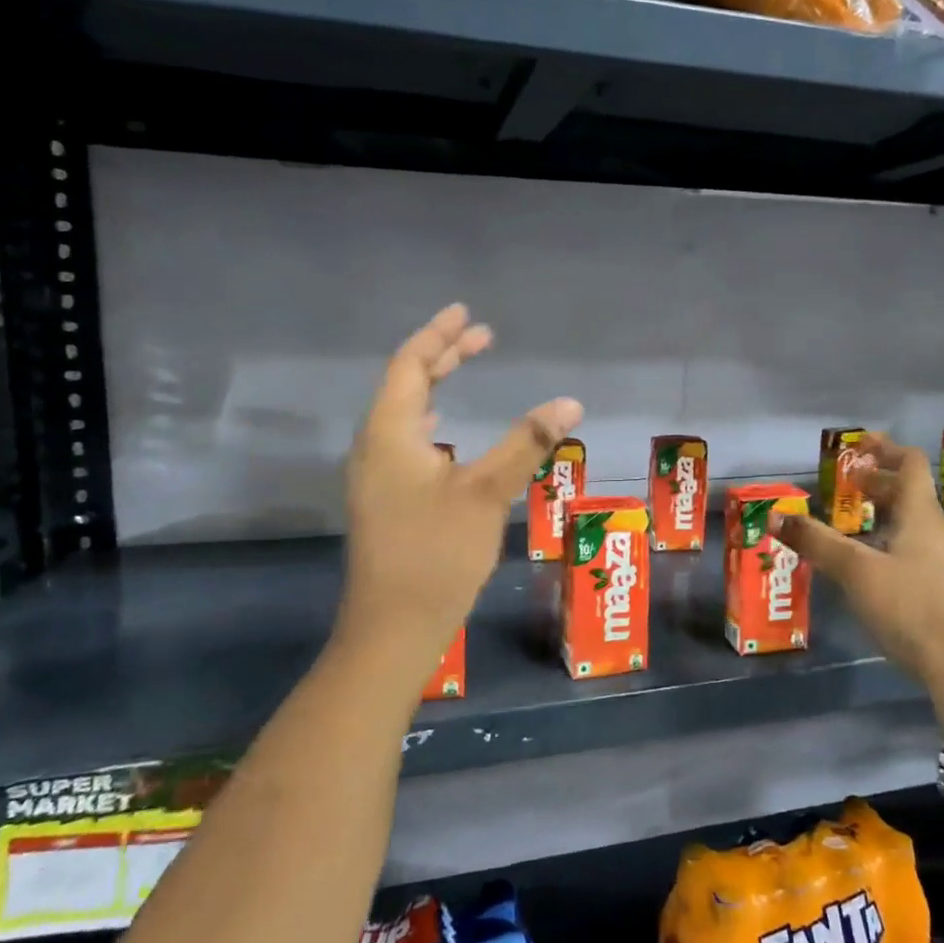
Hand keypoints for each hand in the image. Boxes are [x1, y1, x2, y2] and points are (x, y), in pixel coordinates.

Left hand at [337, 305, 582, 677]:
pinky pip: (406, 441)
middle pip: (405, 385)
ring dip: (436, 387)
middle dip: (442, 357)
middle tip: (481, 337)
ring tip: (464, 369)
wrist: (393, 629)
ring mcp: (376, 477)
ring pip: (405, 415)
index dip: (437, 336)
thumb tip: (569, 402)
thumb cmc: (436, 553)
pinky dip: (432, 421)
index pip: (410, 366)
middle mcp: (374, 447)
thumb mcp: (486, 493)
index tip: (465, 313)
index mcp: (389, 434)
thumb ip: (527, 443)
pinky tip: (447, 435)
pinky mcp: (386, 501)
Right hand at [772, 433, 943, 721]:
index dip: (886, 449)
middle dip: (879, 484)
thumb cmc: (908, 607)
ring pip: (913, 523)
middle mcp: (938, 532)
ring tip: (853, 523)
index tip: (860, 444)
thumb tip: (777, 516)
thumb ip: (817, 542)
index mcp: (922, 516)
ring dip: (884, 513)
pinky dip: (891, 540)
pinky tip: (872, 564)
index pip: (911, 465)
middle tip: (847, 485)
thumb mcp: (856, 571)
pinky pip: (916, 548)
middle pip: (911, 494)